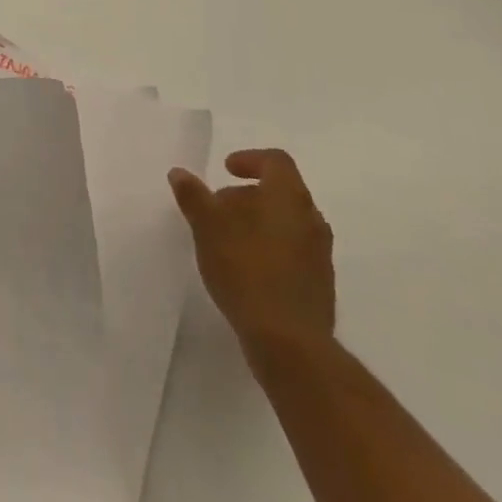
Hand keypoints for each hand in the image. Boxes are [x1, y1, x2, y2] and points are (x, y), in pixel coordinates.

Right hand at [168, 149, 334, 371]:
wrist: (290, 342)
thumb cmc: (246, 269)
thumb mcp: (207, 226)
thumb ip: (194, 196)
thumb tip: (179, 173)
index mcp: (288, 196)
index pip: (276, 161)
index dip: (250, 159)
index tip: (226, 170)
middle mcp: (311, 219)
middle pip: (282, 192)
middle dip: (249, 195)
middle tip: (219, 209)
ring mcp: (321, 254)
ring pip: (289, 224)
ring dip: (260, 224)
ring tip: (229, 241)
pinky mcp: (321, 286)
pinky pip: (295, 253)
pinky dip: (272, 250)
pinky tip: (248, 271)